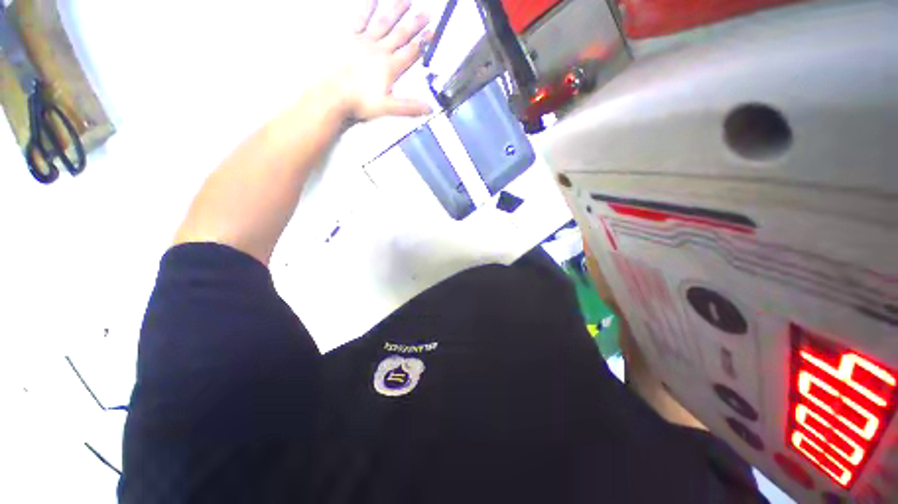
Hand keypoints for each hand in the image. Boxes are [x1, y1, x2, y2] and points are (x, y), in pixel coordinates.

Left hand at [331, 0, 431, 121]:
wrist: (334, 95)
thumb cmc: (359, 102)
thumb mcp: (388, 108)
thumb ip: (409, 107)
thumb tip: (429, 108)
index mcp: (390, 67)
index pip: (411, 52)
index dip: (423, 43)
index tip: (432, 33)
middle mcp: (380, 50)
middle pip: (401, 35)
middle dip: (414, 24)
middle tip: (426, 13)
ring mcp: (364, 41)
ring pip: (384, 23)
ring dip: (396, 11)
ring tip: (406, 0)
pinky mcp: (350, 37)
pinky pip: (360, 18)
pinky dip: (367, 7)